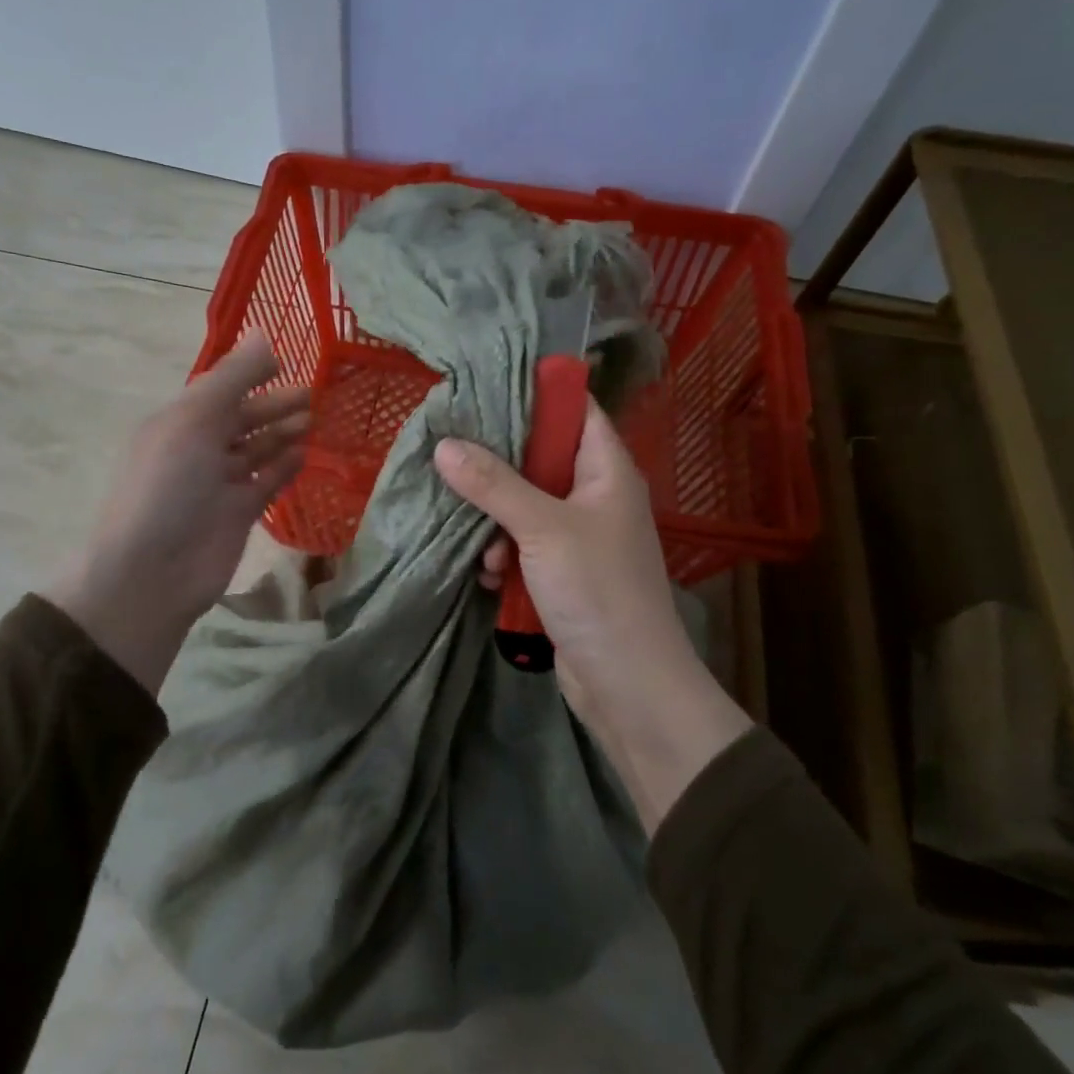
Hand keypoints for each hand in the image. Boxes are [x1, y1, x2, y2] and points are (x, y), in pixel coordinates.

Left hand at [45, 334, 309, 693]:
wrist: (152, 572)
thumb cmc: (169, 486)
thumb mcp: (195, 421)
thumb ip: (233, 378)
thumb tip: (263, 334)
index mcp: (178, 422)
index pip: (219, 389)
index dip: (250, 374)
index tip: (287, 363)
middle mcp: (197, 448)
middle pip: (241, 418)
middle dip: (274, 405)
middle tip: (313, 395)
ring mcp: (218, 483)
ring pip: (256, 449)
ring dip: (283, 433)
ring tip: (315, 420)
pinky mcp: (237, 513)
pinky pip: (265, 482)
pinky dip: (283, 467)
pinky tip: (305, 454)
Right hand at [434, 400, 751, 830]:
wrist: (629, 686)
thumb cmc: (598, 591)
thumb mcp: (543, 528)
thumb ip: (494, 484)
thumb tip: (444, 445)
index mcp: (607, 470)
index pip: (575, 410)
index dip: (537, 394)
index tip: (485, 387)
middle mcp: (594, 496)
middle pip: (540, 457)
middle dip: (498, 464)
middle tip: (452, 455)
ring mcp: (578, 536)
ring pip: (523, 504)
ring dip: (495, 521)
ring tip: (483, 546)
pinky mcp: (561, 572)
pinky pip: (521, 545)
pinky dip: (502, 555)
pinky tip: (489, 576)